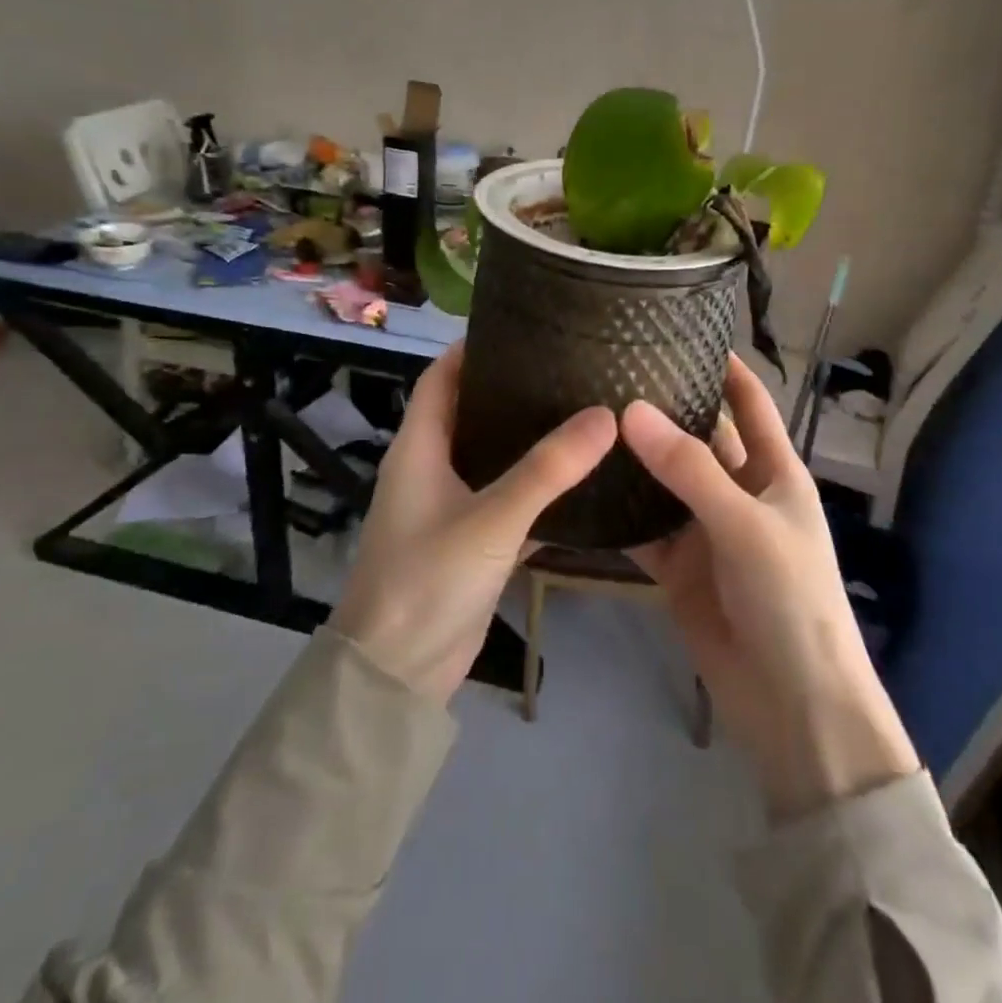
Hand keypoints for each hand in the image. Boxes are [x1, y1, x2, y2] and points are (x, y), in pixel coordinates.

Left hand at [332, 342, 615, 703]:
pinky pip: (505, 501)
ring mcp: (448, 508)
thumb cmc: (428, 580)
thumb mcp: (491, 518)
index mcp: (419, 448)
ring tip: (579, 410)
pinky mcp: (469, 544)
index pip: (440, 379)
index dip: (471, 349)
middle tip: (566, 366)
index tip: (520, 326)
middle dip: (510, 389)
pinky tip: (577, 479)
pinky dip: (535, 488)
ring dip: (526, 439)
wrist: (396, 676)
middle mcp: (430, 470)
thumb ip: (548, 469)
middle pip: (469, 413)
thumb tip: (605, 415)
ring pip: (491, 458)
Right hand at [623, 356, 919, 819]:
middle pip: (697, 439)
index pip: (750, 405)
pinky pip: (642, 529)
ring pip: (663, 482)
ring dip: (633, 459)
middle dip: (663, 410)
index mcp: (773, 473)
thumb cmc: (790, 599)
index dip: (726, 369)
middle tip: (607, 372)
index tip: (683, 333)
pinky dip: (616, 512)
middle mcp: (738, 493)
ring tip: (584, 416)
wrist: (792, 705)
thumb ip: (689, 470)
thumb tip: (631, 411)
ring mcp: (705, 531)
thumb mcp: (745, 525)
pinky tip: (579, 485)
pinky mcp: (677, 568)